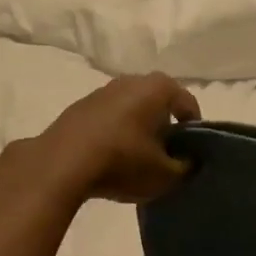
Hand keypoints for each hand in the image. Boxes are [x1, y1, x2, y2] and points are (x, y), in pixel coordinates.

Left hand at [38, 74, 200, 204]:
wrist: (60, 165)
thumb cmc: (123, 162)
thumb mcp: (166, 175)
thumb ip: (186, 168)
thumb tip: (188, 161)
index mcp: (158, 88)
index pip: (188, 104)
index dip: (194, 130)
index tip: (191, 153)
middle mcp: (131, 80)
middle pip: (158, 103)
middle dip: (165, 126)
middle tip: (167, 154)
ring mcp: (101, 91)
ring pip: (131, 109)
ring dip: (138, 129)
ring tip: (138, 158)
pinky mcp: (78, 108)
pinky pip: (108, 119)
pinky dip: (115, 133)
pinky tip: (111, 158)